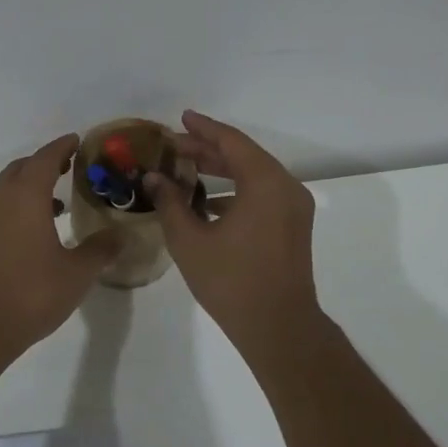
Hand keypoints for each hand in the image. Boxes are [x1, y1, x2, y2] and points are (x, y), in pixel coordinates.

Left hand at [0, 134, 121, 355]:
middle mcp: (2, 199)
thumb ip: (100, 250)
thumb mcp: (76, 273)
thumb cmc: (30, 292)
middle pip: (23, 167)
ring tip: (57, 200)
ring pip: (8, 188)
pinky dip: (19, 205)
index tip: (78, 141)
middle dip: (45, 162)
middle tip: (70, 166)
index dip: (63, 147)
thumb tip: (119, 235)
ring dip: (30, 185)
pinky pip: (1, 207)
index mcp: (26, 196)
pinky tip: (36, 230)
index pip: (45, 158)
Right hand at [146, 110, 320, 347]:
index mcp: (265, 183)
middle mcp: (286, 187)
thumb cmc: (232, 281)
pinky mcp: (293, 227)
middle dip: (209, 149)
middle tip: (175, 145)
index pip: (231, 142)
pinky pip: (263, 195)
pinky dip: (237, 191)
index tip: (180, 119)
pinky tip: (208, 202)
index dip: (203, 129)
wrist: (279, 327)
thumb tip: (153, 179)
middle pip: (244, 156)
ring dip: (222, 170)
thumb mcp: (190, 240)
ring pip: (255, 176)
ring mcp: (294, 208)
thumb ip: (170, 202)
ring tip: (187, 169)